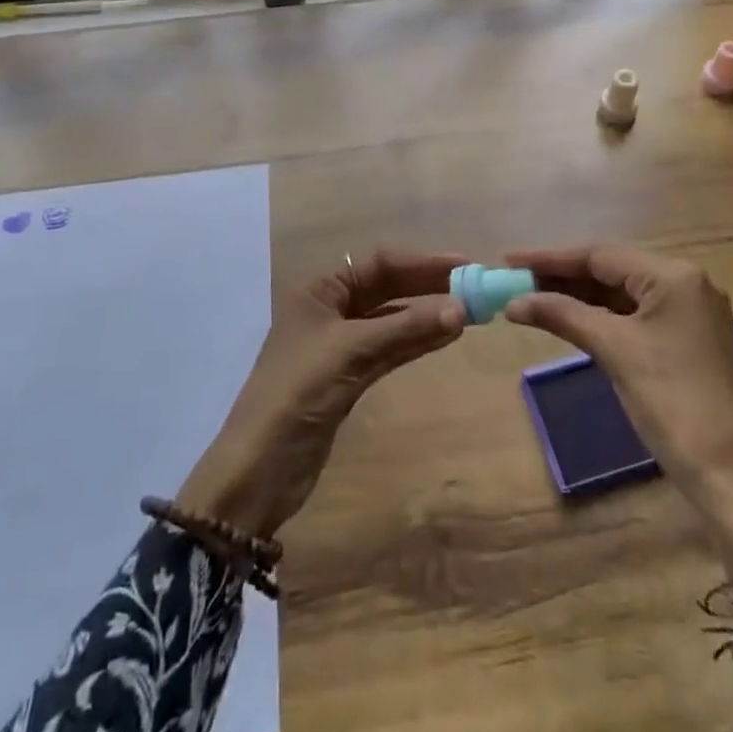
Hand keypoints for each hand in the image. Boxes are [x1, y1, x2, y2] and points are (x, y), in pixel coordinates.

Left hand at [176, 248, 466, 538]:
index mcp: (320, 291)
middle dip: (428, 287)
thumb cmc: (297, 394)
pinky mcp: (349, 378)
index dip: (423, 263)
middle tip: (473, 288)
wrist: (259, 469)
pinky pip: (389, 350)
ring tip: (469, 312)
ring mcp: (340, 346)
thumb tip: (460, 309)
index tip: (465, 265)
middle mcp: (330, 310)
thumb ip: (405, 329)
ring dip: (426, 316)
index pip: (380, 264)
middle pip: (387, 289)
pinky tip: (444, 337)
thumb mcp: (351, 353)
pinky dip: (415, 342)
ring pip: (391, 321)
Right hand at [506, 245, 732, 628]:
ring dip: (580, 296)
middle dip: (563, 275)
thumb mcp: (615, 351)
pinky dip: (601, 316)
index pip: (600, 254)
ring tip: (534, 298)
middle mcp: (686, 284)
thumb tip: (515, 301)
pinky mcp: (688, 340)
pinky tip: (571, 320)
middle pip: (612, 269)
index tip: (509, 260)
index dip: (551, 258)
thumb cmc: (673, 404)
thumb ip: (563, 315)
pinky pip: (635, 315)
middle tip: (516, 280)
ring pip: (623, 292)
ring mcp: (690, 313)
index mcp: (674, 276)